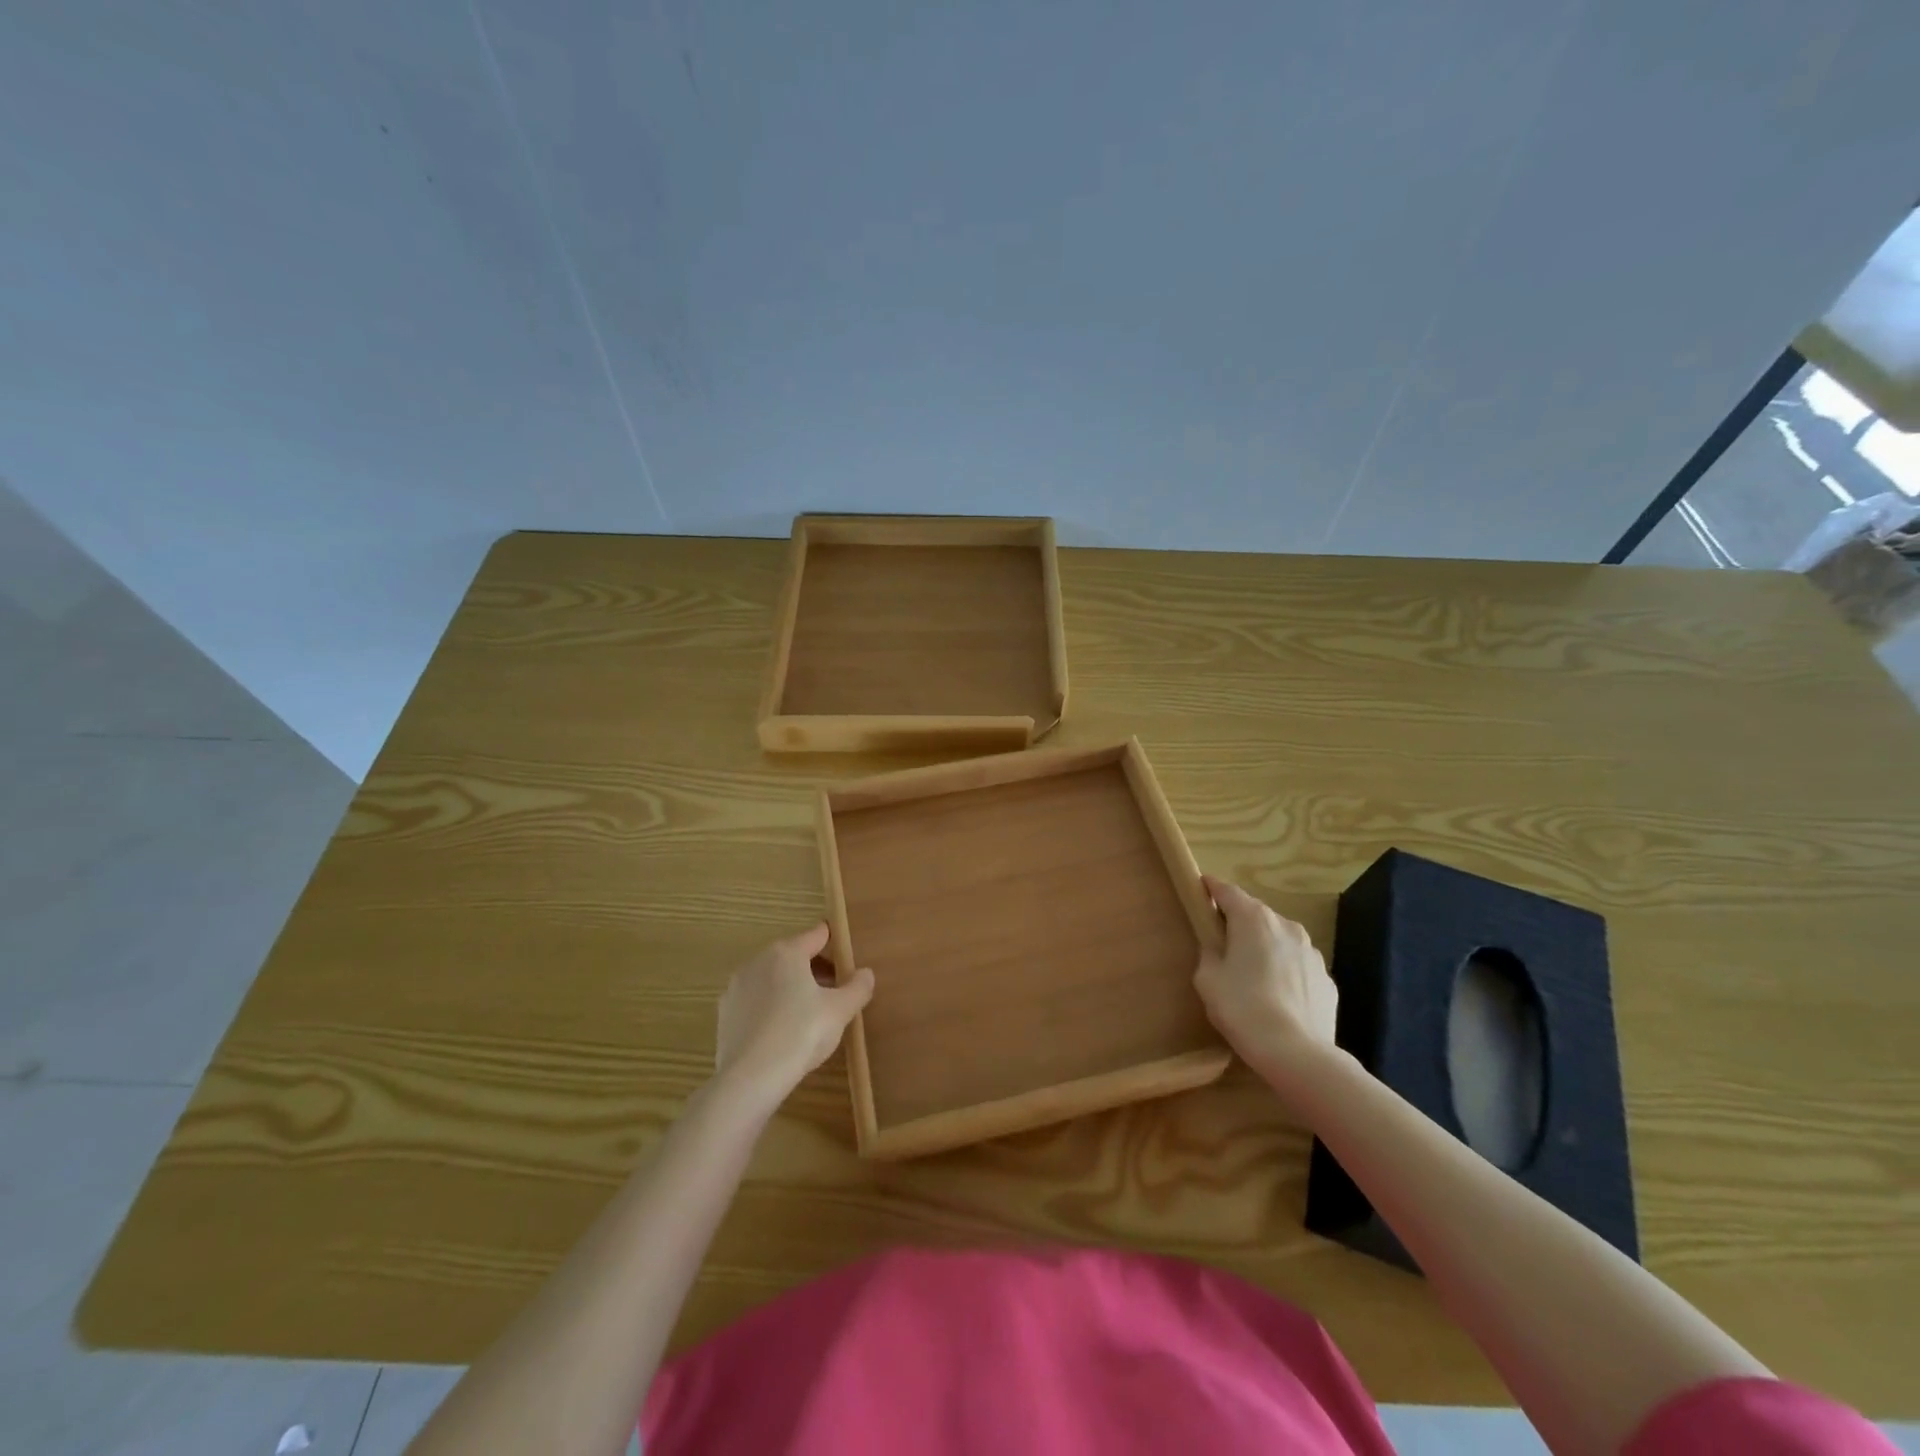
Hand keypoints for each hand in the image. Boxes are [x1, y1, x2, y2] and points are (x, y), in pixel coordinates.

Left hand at [714, 923, 874, 1110]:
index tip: (847, 954)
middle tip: (835, 990)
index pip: (817, 934)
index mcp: (787, 952)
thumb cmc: (801, 1033)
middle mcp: (758, 961)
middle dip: (815, 968)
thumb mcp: (840, 1011)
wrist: (750, 1078)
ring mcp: (737, 987)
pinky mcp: (725, 1013)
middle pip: (793, 955)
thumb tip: (866, 973)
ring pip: (772, 978)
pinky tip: (782, 1031)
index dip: (835, 941)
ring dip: (791, 987)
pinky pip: (755, 1001)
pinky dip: (770, 1007)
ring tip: (810, 1012)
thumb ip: (857, 987)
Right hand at [1194, 877, 1338, 1074]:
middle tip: (1221, 943)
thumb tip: (1218, 948)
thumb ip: (1209, 953)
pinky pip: (1297, 965)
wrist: (1297, 1053)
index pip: (1227, 891)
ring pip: (1279, 939)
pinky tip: (1276, 998)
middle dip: (1238, 922)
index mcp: (1253, 919)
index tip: (1200, 890)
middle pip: (1255, 914)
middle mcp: (1286, 926)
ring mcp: (1311, 952)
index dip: (1210, 888)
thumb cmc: (1243, 1008)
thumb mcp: (1207, 979)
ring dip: (1264, 947)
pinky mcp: (1326, 978)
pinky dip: (1285, 972)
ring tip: (1252, 976)